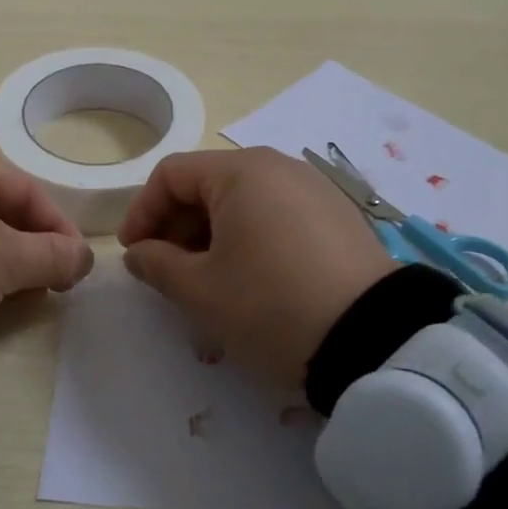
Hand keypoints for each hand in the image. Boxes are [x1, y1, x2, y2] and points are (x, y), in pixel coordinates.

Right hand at [117, 147, 395, 388]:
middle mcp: (280, 167)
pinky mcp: (339, 217)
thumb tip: (139, 253)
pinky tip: (250, 278)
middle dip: (176, 225)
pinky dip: (249, 238)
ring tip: (205, 279)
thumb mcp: (201, 290)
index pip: (171, 174)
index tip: (133, 253)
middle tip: (165, 270)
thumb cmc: (270, 305)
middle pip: (208, 184)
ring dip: (211, 234)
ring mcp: (315, 190)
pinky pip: (277, 215)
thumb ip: (156, 265)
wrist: (374, 340)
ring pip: (243, 201)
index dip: (142, 211)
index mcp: (242, 172)